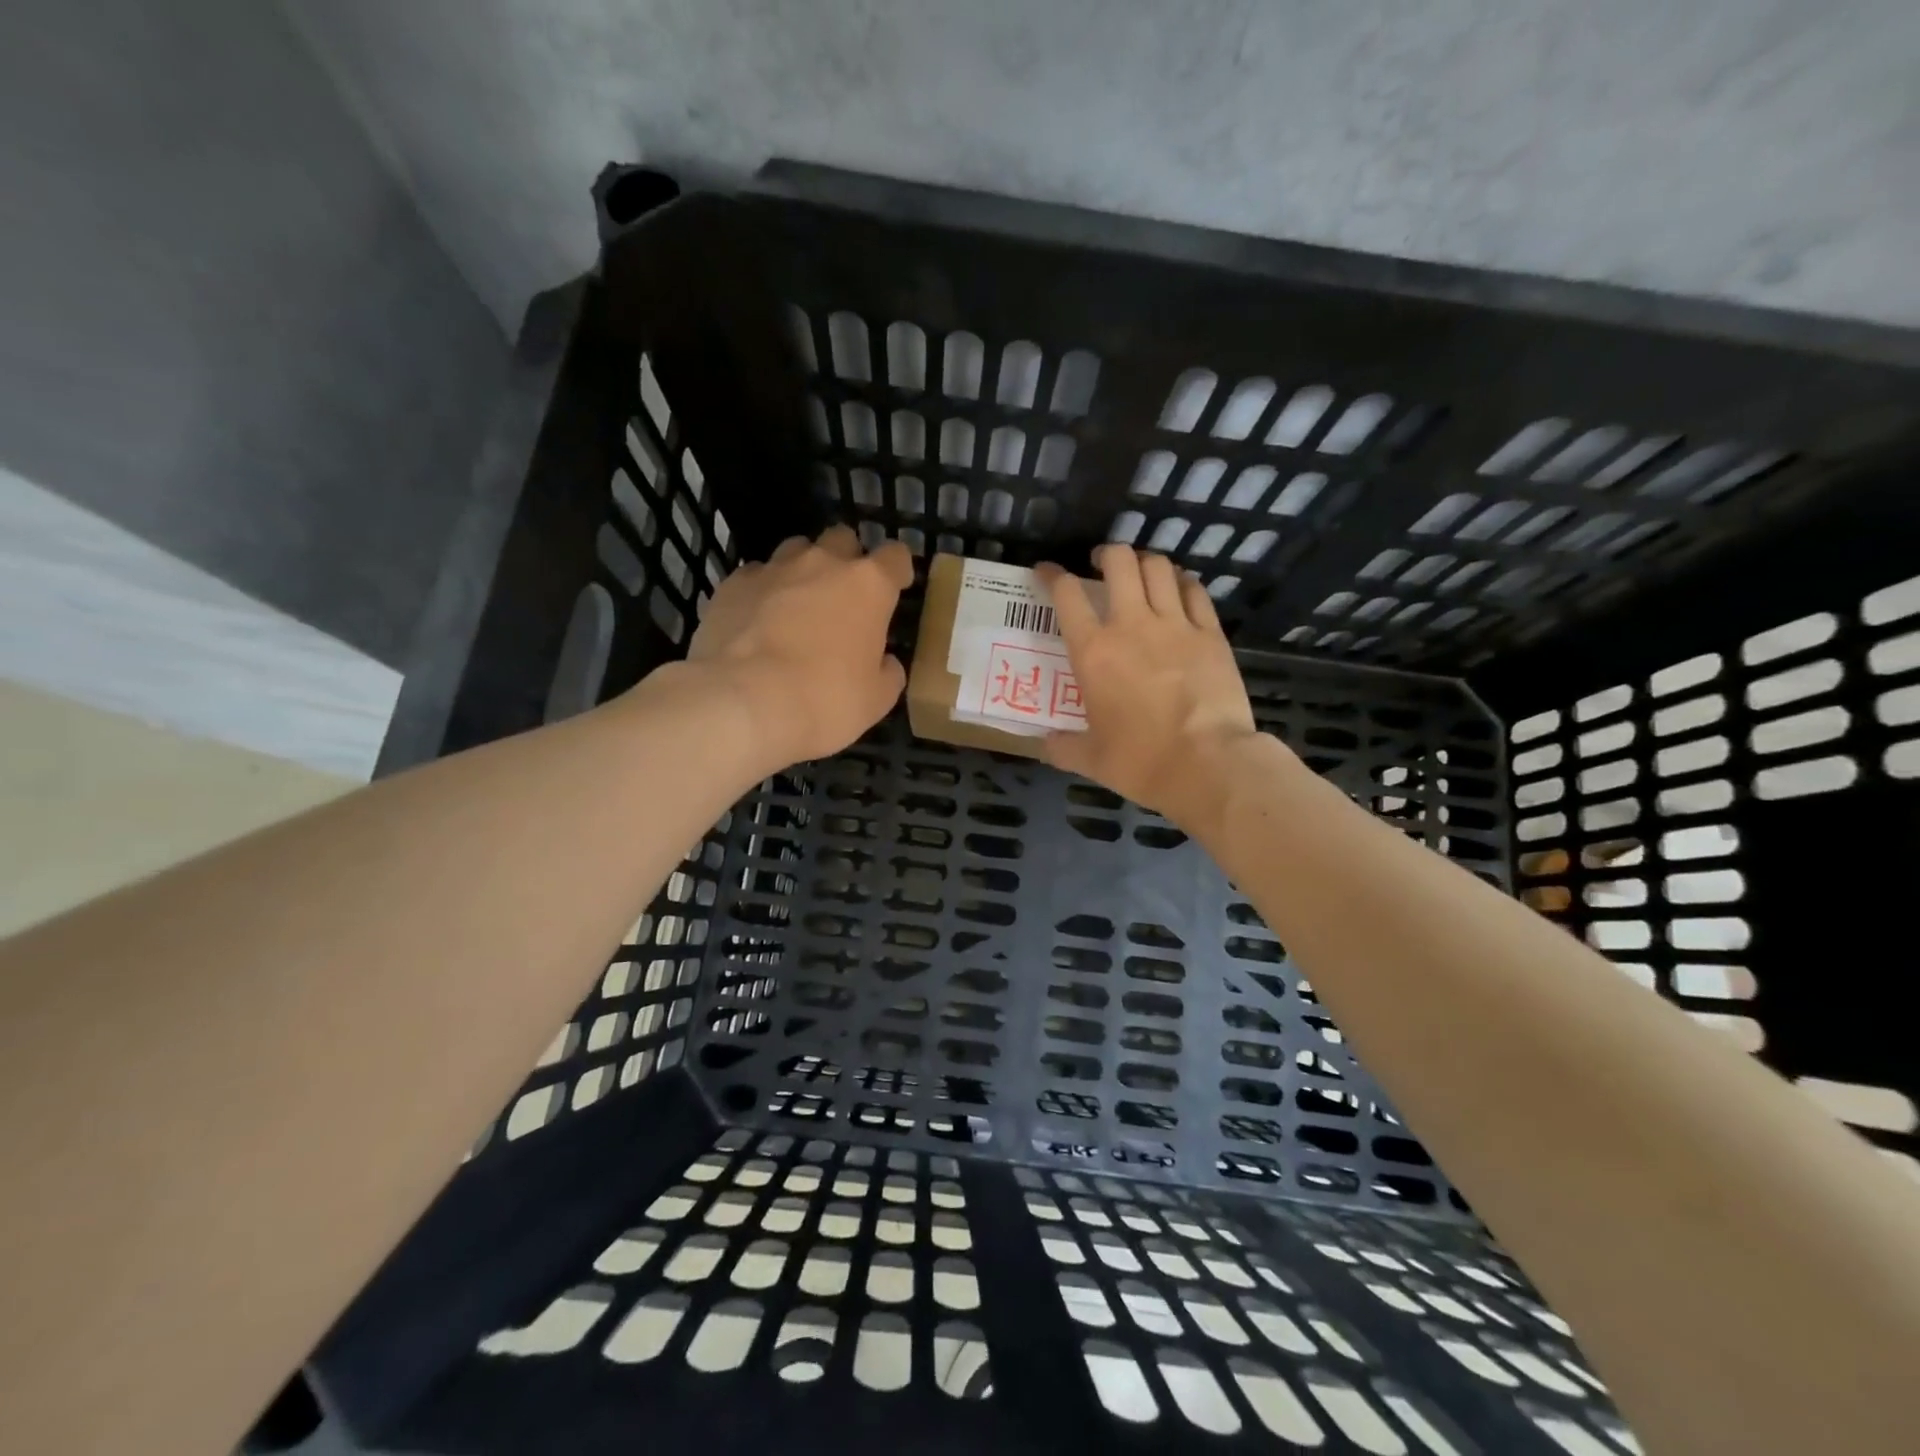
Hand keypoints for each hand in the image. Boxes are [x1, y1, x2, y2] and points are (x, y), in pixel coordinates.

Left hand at [684, 525, 912, 768]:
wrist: (744, 704)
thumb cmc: (825, 701)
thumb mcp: (876, 700)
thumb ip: (887, 672)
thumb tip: (884, 662)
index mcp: (869, 586)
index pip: (895, 556)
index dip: (897, 570)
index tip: (895, 587)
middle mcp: (823, 564)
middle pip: (842, 539)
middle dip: (847, 559)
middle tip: (843, 596)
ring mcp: (774, 569)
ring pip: (796, 550)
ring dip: (803, 571)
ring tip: (797, 606)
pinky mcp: (732, 585)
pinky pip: (755, 577)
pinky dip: (762, 593)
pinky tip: (757, 623)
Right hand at [1038, 545, 1258, 826]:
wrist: (1208, 764)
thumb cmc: (1141, 761)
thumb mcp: (1091, 759)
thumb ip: (1063, 746)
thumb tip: (1045, 743)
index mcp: (1093, 652)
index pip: (1066, 595)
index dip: (1051, 575)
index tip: (1046, 572)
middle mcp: (1131, 625)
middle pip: (1119, 562)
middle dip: (1106, 554)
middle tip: (1100, 565)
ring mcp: (1176, 625)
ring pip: (1158, 567)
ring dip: (1144, 562)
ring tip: (1140, 572)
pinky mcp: (1211, 633)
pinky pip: (1195, 591)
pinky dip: (1182, 582)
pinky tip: (1178, 589)